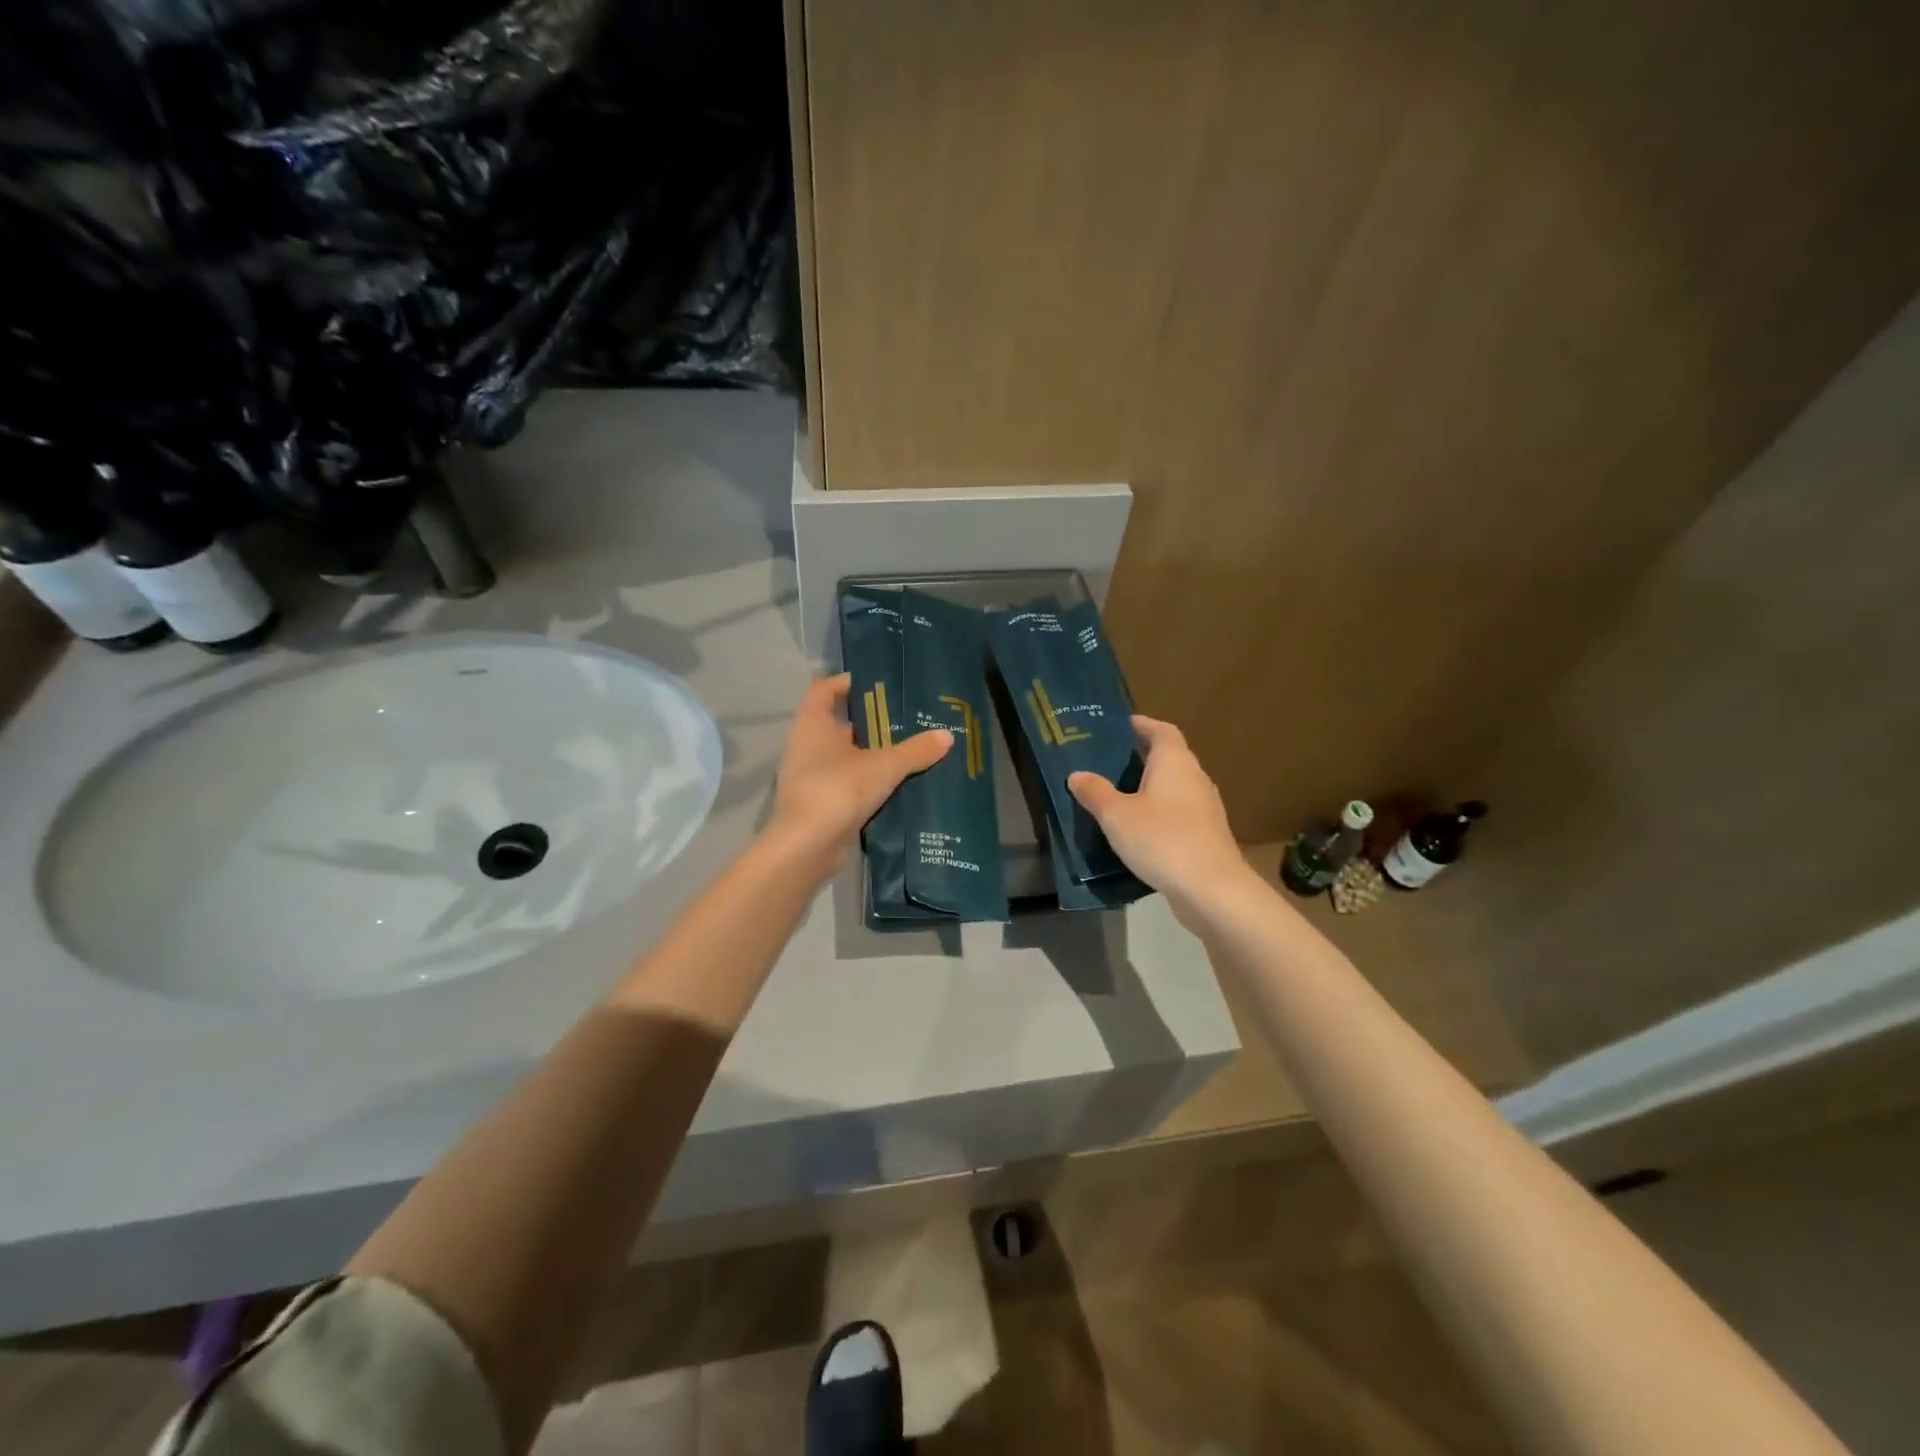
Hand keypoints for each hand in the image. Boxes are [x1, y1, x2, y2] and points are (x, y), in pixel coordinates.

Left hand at [766, 674, 951, 877]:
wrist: (807, 847)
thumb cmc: (838, 789)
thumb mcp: (883, 766)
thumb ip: (915, 750)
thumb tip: (947, 736)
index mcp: (813, 723)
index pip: (825, 689)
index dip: (848, 682)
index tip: (879, 683)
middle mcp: (806, 744)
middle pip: (840, 723)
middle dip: (871, 720)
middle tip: (907, 716)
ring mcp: (811, 775)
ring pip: (846, 755)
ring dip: (872, 753)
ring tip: (909, 748)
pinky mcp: (820, 802)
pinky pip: (848, 782)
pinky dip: (868, 780)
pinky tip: (897, 782)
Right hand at [1069, 716, 1251, 914]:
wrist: (1211, 890)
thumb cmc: (1162, 839)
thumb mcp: (1116, 815)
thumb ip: (1095, 792)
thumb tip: (1077, 774)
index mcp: (1175, 762)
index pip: (1161, 730)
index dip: (1142, 725)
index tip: (1120, 726)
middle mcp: (1194, 778)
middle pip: (1169, 758)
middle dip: (1141, 758)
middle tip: (1107, 763)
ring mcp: (1205, 808)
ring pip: (1173, 788)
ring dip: (1149, 789)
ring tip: (1117, 797)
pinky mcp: (1206, 836)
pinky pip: (1178, 815)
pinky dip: (1158, 815)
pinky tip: (1137, 832)